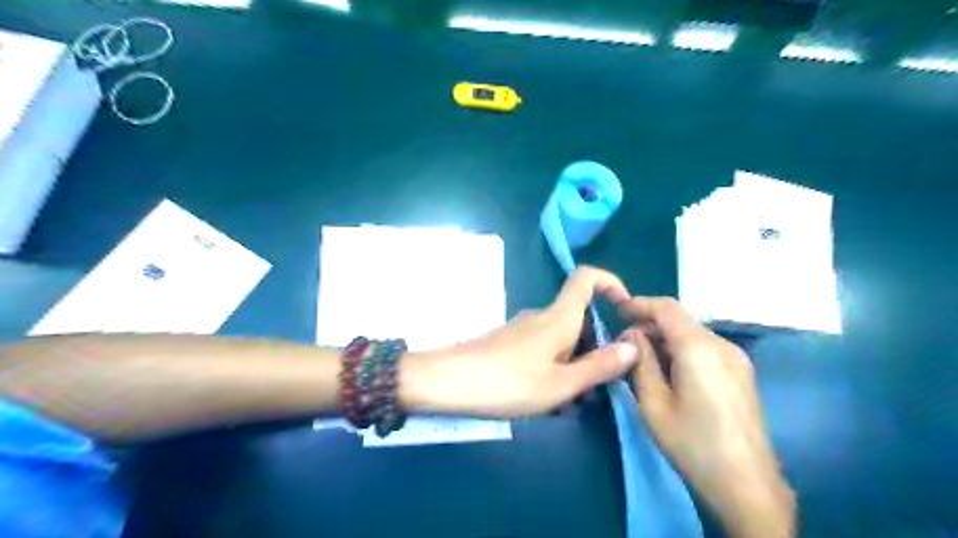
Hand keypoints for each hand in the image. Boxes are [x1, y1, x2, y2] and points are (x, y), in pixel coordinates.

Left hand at [402, 267, 637, 415]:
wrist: (449, 382)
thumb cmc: (508, 382)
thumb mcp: (561, 383)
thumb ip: (599, 366)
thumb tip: (633, 345)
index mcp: (559, 317)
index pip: (587, 277)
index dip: (611, 282)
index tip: (625, 310)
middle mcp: (542, 316)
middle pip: (580, 318)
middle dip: (596, 348)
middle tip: (597, 385)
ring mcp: (524, 329)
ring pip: (562, 340)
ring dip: (575, 365)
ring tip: (570, 402)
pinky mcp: (510, 343)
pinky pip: (544, 350)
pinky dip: (555, 369)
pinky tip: (546, 399)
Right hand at [618, 299, 796, 537]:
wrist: (747, 484)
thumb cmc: (692, 444)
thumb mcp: (654, 404)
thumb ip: (640, 362)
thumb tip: (631, 336)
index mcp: (698, 348)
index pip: (666, 308)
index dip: (639, 304)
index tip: (617, 310)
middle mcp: (721, 345)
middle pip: (680, 319)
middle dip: (649, 325)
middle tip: (624, 345)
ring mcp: (736, 358)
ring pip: (692, 333)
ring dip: (665, 339)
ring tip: (642, 360)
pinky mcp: (741, 372)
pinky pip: (705, 348)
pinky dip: (682, 350)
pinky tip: (669, 372)